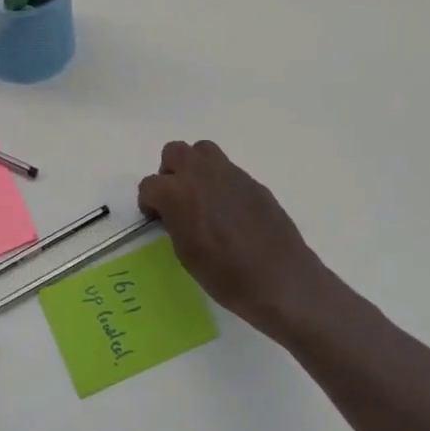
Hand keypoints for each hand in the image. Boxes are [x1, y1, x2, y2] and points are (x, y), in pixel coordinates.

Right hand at [137, 140, 329, 342]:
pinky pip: (228, 171)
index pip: (149, 185)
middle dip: (170, 173)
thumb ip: (175, 223)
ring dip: (196, 168)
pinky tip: (230, 212)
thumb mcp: (186, 254)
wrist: (280, 279)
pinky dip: (221, 183)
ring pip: (203, 151)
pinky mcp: (253, 182)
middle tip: (176, 200)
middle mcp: (202, 174)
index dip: (149, 203)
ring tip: (202, 198)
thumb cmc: (225, 275)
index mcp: (178, 193)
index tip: (157, 219)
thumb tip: (176, 213)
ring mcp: (230, 174)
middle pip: (174, 152)